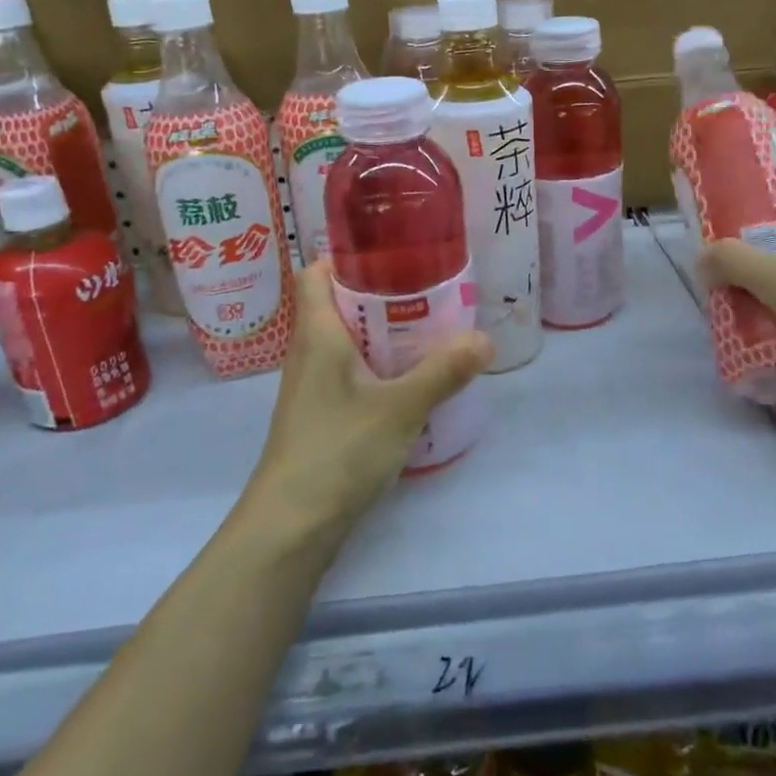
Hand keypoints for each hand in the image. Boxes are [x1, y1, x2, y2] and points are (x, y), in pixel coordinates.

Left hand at [243, 262, 492, 543]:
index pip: (315, 273)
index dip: (344, 256)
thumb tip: (484, 339)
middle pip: (334, 304)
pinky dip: (373, 365)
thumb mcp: (400, 407)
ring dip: (376, 332)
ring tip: (423, 330)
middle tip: (423, 290)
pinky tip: (405, 380)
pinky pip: (345, 372)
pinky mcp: (317, 415)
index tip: (388, 253)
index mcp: (317, 333)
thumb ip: (444, 372)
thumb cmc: (338, 449)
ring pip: (342, 341)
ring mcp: (309, 387)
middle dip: (376, 294)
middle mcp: (307, 352)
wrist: (291, 523)